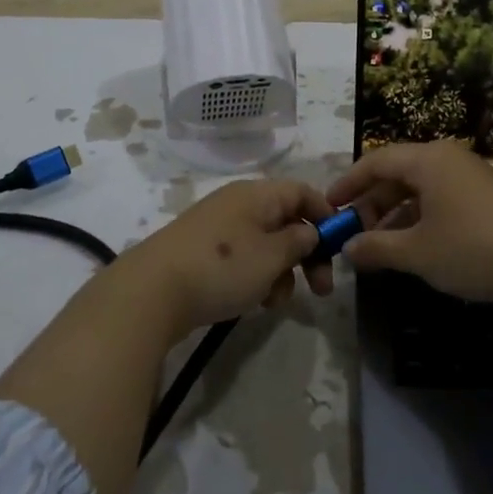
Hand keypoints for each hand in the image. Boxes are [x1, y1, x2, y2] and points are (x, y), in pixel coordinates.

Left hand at [121, 178, 336, 334]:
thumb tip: (309, 231)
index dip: (325, 214)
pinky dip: (255, 277)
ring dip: (281, 271)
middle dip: (307, 253)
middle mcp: (238, 203)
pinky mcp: (202, 252)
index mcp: (257, 194)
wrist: (152, 292)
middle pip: (286, 220)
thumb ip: (299, 241)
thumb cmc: (222, 268)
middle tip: (321, 288)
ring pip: (265, 244)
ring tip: (275, 300)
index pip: (302, 191)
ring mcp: (217, 227)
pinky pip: (242, 258)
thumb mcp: (272, 256)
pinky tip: (253, 302)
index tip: (339, 246)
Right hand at [326, 142, 492, 305]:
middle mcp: (448, 159)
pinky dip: (420, 217)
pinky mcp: (486, 197)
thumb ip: (377, 248)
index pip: (376, 161)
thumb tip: (348, 250)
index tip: (330, 206)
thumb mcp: (417, 252)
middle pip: (398, 173)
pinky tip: (413, 246)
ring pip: (420, 188)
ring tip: (379, 244)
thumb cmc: (471, 249)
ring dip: (395, 213)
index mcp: (428, 159)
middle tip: (354, 231)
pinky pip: (440, 198)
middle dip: (372, 202)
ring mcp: (470, 177)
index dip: (349, 183)